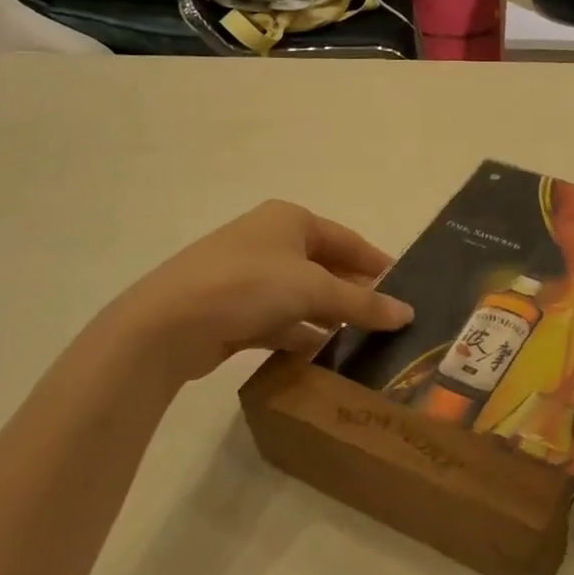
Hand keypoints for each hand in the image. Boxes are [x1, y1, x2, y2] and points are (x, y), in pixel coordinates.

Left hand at [101, 200, 412, 383]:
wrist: (166, 324)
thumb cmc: (249, 286)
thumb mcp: (314, 290)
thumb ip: (363, 303)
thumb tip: (407, 314)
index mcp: (289, 220)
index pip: (346, 240)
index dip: (376, 263)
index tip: (404, 287)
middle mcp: (268, 241)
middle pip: (324, 266)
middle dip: (353, 292)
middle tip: (385, 319)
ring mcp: (246, 275)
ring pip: (301, 295)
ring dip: (328, 315)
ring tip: (361, 340)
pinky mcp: (231, 309)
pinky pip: (278, 318)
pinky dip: (300, 333)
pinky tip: (320, 354)